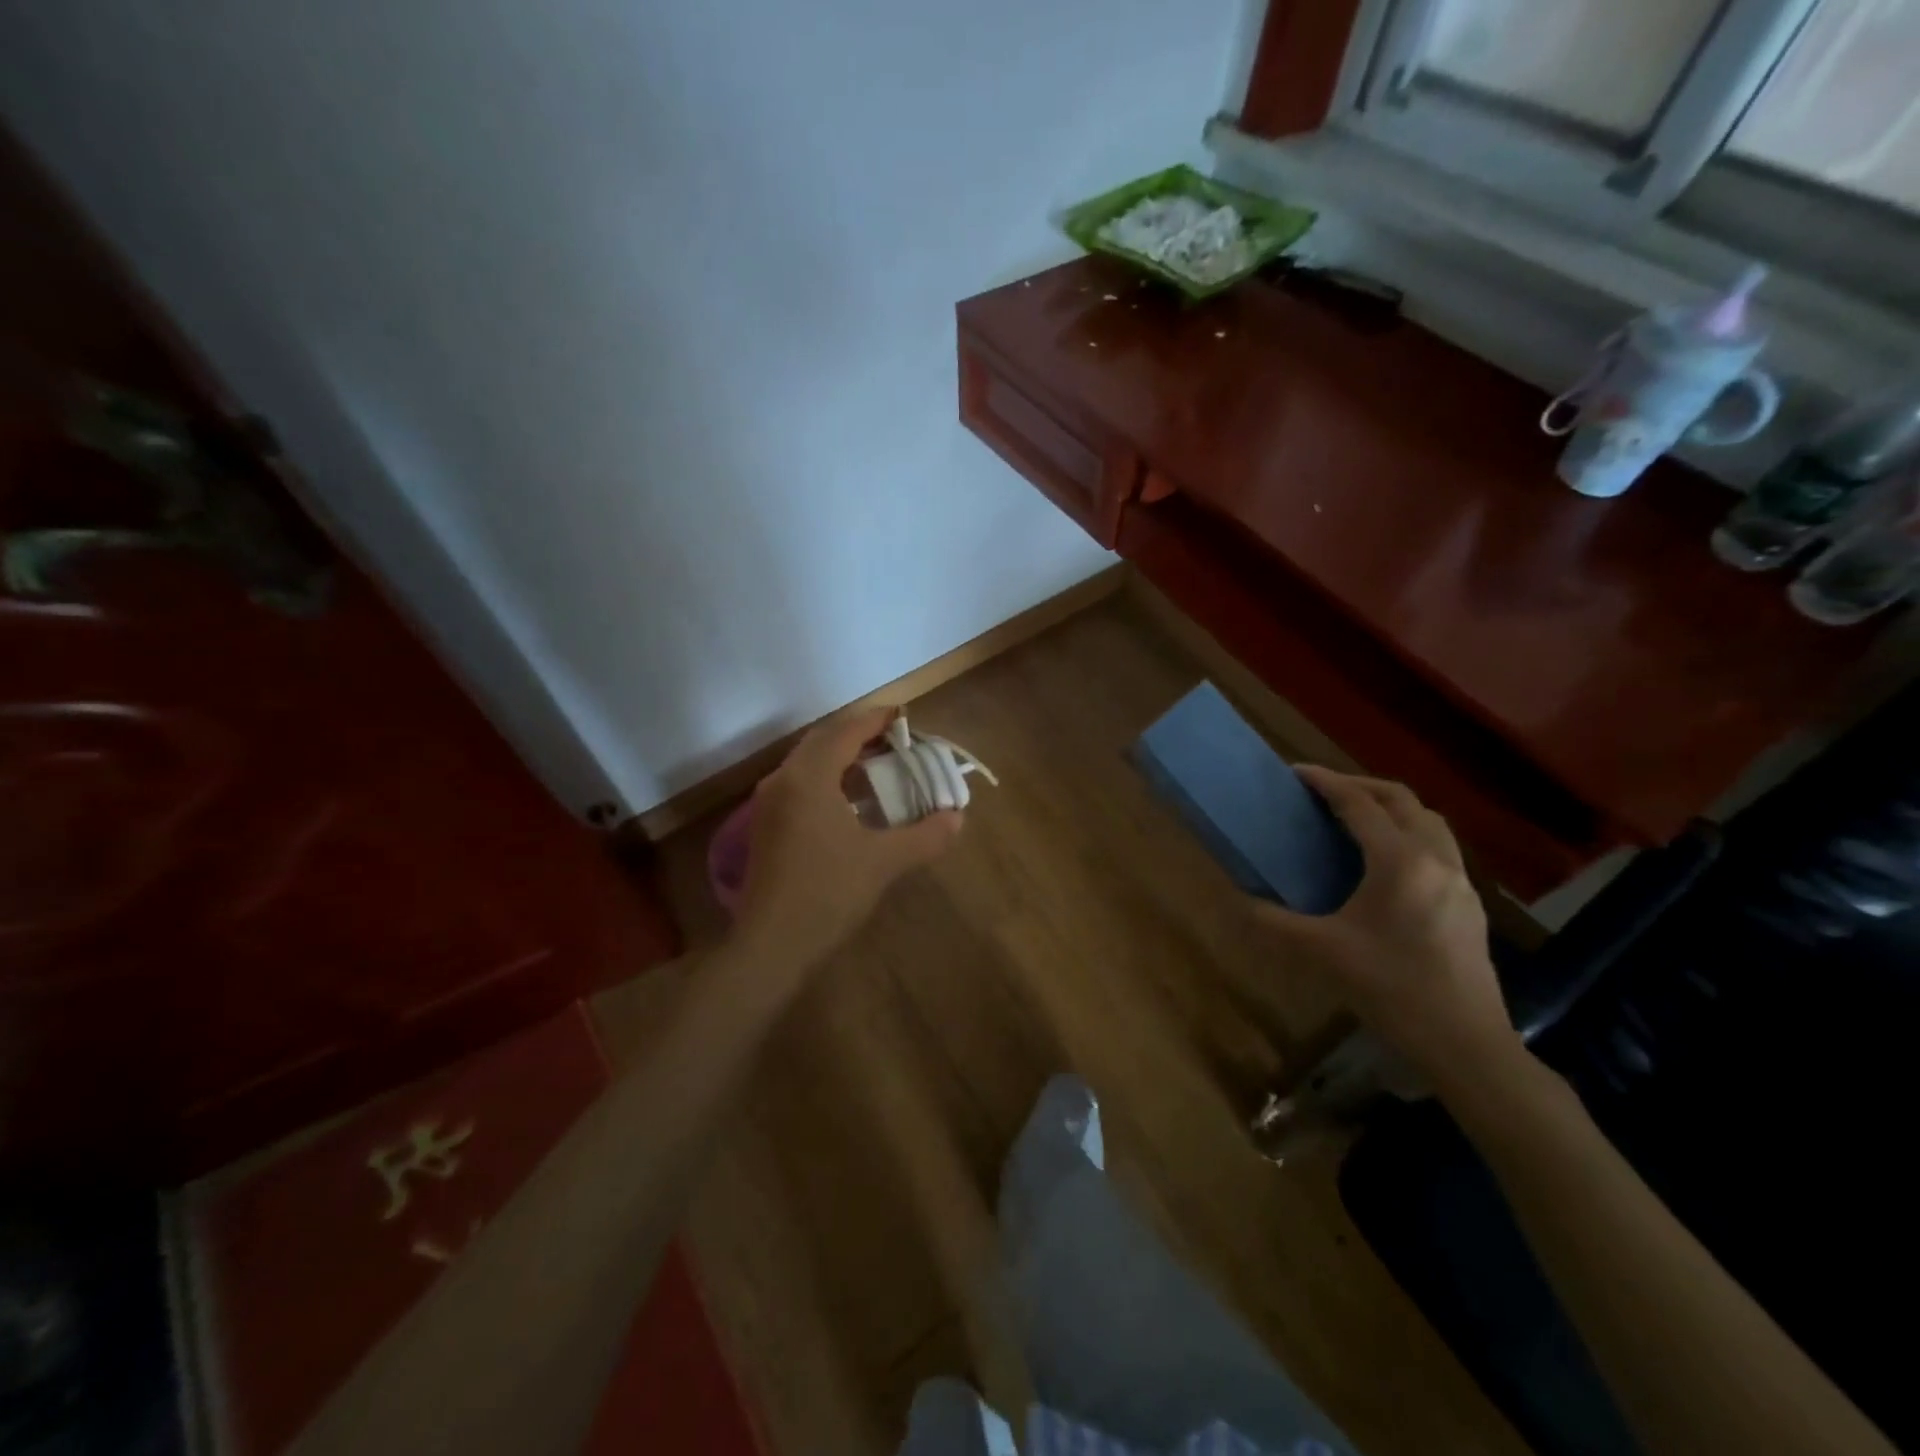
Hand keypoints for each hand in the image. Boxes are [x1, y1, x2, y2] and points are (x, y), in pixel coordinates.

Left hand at [735, 706, 962, 968]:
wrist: (771, 945)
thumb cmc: (828, 894)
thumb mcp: (884, 862)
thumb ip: (925, 836)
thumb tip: (956, 818)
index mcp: (809, 778)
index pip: (845, 732)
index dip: (876, 720)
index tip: (905, 716)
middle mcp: (783, 781)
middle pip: (823, 740)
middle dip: (859, 735)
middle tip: (895, 741)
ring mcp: (768, 804)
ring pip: (807, 762)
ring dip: (841, 756)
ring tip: (878, 766)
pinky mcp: (766, 826)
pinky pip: (799, 784)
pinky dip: (827, 778)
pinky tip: (850, 800)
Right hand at [1250, 766, 1521, 1084]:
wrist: (1465, 1042)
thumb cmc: (1391, 988)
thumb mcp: (1320, 953)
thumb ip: (1274, 922)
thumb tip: (1240, 902)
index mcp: (1400, 862)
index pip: (1359, 804)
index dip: (1325, 782)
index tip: (1295, 772)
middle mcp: (1436, 859)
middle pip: (1401, 799)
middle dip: (1360, 785)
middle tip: (1323, 791)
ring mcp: (1460, 881)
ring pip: (1427, 820)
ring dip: (1390, 807)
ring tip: (1355, 818)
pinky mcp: (1469, 903)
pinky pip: (1438, 846)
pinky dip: (1408, 833)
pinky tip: (1386, 862)